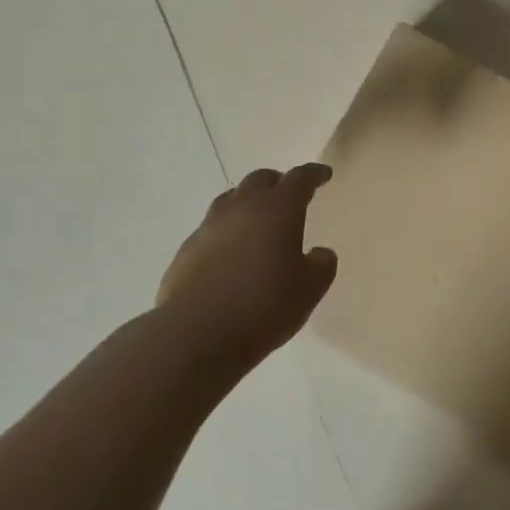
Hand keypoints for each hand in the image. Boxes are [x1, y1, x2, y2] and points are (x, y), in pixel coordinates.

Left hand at [156, 163, 337, 371]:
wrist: (195, 335)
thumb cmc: (263, 307)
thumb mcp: (309, 290)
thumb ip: (321, 266)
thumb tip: (320, 254)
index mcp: (278, 210)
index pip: (299, 179)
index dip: (313, 174)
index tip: (323, 174)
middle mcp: (242, 208)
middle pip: (260, 179)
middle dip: (278, 183)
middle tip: (289, 196)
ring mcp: (209, 227)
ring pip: (231, 200)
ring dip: (248, 203)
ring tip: (257, 221)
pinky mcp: (186, 251)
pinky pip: (211, 229)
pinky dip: (226, 232)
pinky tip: (229, 255)